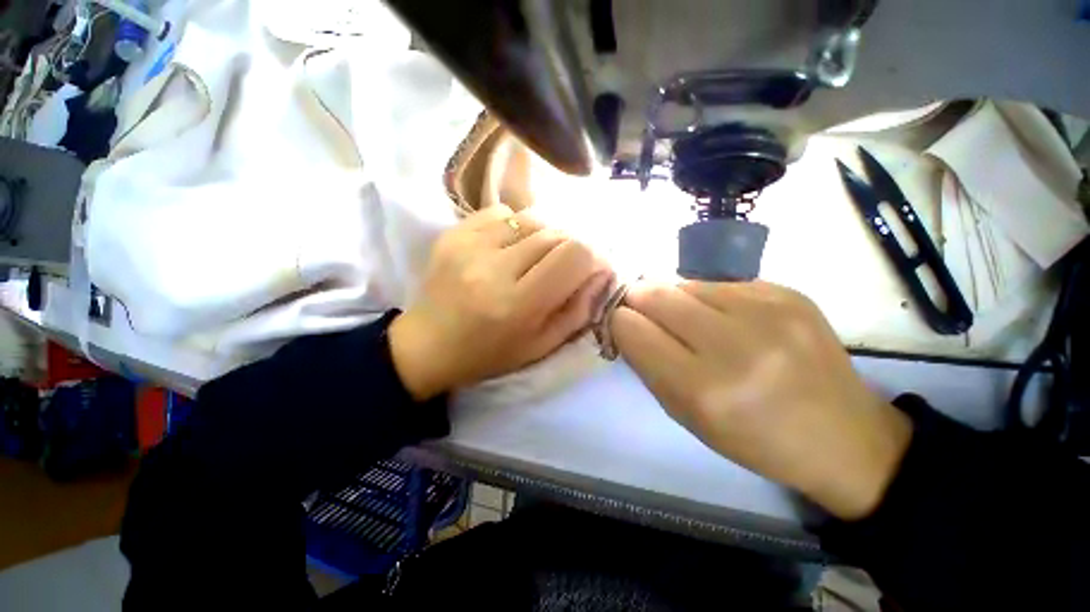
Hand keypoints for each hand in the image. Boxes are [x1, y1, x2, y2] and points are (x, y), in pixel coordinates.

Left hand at [390, 205, 611, 400]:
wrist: (427, 345)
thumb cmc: (488, 354)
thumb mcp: (541, 345)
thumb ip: (578, 311)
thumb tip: (602, 272)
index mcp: (518, 305)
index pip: (574, 255)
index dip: (593, 257)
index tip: (593, 268)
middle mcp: (493, 268)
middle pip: (556, 233)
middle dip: (571, 248)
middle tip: (565, 266)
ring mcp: (469, 244)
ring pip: (532, 219)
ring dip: (545, 236)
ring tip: (536, 257)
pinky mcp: (454, 233)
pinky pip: (503, 213)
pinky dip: (517, 227)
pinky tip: (509, 248)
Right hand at [611, 280, 911, 519]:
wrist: (844, 435)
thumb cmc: (754, 438)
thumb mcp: (686, 415)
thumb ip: (648, 365)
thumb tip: (626, 322)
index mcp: (703, 389)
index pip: (632, 329)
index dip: (619, 322)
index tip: (621, 324)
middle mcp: (734, 345)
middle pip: (655, 295)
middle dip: (637, 299)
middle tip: (639, 309)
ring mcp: (768, 312)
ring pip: (684, 283)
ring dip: (673, 298)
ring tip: (687, 318)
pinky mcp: (789, 294)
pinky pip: (721, 283)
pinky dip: (708, 298)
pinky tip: (725, 318)